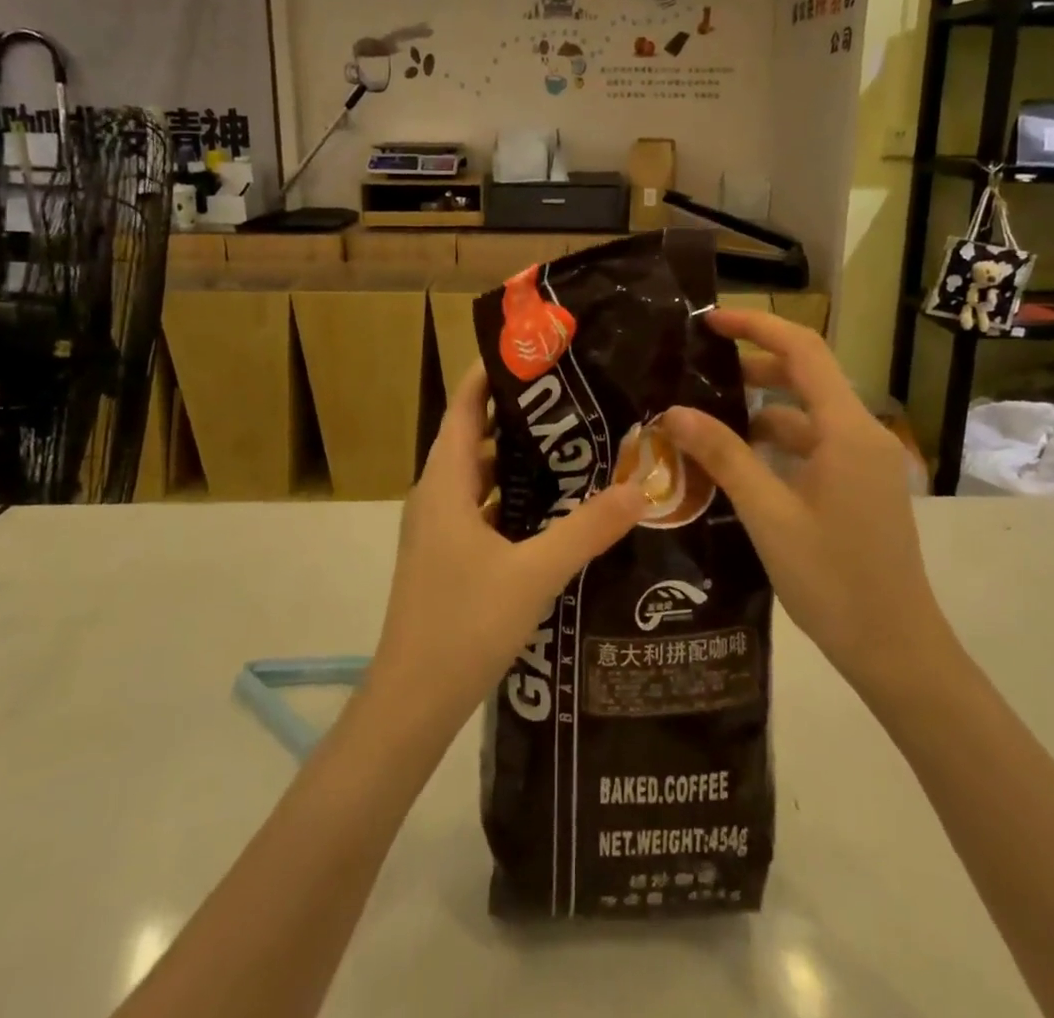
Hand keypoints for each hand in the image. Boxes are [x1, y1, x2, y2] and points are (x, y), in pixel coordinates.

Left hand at [368, 363, 648, 734]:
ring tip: (574, 446)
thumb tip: (640, 489)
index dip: (492, 374)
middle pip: (476, 438)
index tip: (536, 352)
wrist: (412, 702)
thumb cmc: (463, 624)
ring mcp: (440, 530)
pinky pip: (484, 511)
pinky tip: (556, 511)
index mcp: (445, 483)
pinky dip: (516, 501)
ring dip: (520, 461)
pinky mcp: (449, 558)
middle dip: (520, 416)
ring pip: (482, 478)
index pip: (465, 407)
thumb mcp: (534, 574)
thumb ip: (587, 529)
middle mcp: (438, 496)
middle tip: (574, 399)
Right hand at [659, 310, 953, 692]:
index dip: (757, 326)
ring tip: (708, 417)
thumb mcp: (768, 514)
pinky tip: (740, 462)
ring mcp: (864, 462)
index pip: (803, 350)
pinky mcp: (860, 486)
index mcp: (847, 430)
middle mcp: (861, 434)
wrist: (896, 650)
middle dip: (753, 365)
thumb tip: (674, 412)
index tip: (709, 322)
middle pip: (806, 376)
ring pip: (807, 414)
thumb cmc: (833, 580)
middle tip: (698, 370)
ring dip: (761, 408)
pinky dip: (778, 442)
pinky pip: (815, 445)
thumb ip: (723, 456)